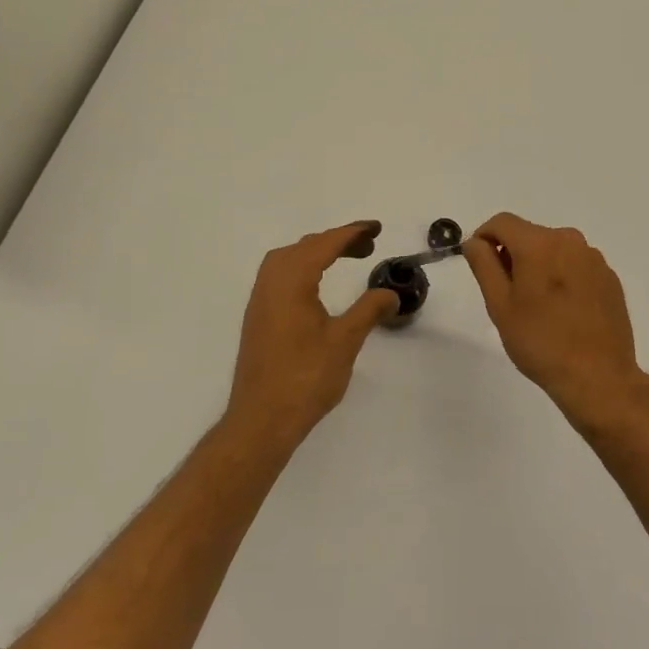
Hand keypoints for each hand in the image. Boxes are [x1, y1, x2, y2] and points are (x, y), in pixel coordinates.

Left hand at [227, 221, 399, 445]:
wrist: (261, 420)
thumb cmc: (305, 378)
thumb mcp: (345, 341)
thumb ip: (368, 310)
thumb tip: (390, 293)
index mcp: (291, 282)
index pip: (324, 244)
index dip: (352, 233)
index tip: (376, 228)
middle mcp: (271, 283)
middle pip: (304, 247)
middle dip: (336, 240)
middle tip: (367, 246)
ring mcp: (260, 301)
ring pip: (287, 260)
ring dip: (316, 253)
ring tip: (344, 259)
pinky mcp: (258, 318)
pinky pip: (280, 276)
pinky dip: (303, 268)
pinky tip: (317, 286)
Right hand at [462, 212, 648, 418]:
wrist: (598, 377)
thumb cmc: (540, 342)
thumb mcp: (500, 305)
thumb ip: (484, 265)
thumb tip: (474, 241)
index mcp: (539, 243)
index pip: (502, 222)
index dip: (484, 237)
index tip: (480, 265)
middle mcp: (569, 240)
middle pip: (529, 235)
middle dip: (513, 255)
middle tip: (507, 295)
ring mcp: (594, 259)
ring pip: (554, 250)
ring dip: (539, 266)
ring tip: (537, 307)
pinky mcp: (610, 278)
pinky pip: (576, 266)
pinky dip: (563, 278)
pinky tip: (563, 312)